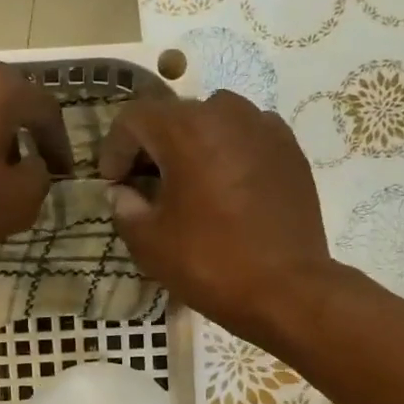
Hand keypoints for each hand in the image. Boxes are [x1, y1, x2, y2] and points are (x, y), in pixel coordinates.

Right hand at [98, 91, 332, 341]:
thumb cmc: (210, 263)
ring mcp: (265, 128)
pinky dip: (228, 154)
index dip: (115, 148)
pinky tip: (226, 191)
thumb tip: (122, 193)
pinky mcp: (291, 151)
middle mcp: (227, 114)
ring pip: (214, 122)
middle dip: (153, 147)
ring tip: (188, 185)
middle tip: (145, 186)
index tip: (113, 182)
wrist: (287, 290)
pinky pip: (247, 138)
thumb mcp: (150, 243)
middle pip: (176, 116)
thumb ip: (125, 208)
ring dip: (192, 147)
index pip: (134, 118)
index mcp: (186, 130)